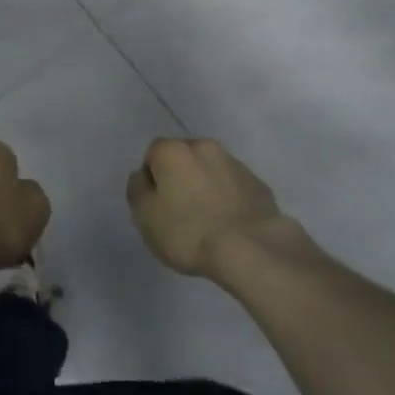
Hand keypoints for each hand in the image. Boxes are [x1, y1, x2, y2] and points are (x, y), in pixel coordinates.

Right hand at [127, 137, 285, 277]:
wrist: (251, 248)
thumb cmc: (189, 232)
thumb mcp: (145, 218)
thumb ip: (137, 191)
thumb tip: (142, 177)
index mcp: (174, 151)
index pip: (153, 154)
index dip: (151, 180)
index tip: (156, 206)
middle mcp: (204, 147)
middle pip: (183, 158)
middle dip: (179, 178)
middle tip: (179, 213)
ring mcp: (234, 163)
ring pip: (210, 170)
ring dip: (205, 186)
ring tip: (206, 222)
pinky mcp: (257, 183)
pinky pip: (233, 186)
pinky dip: (228, 198)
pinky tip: (228, 225)